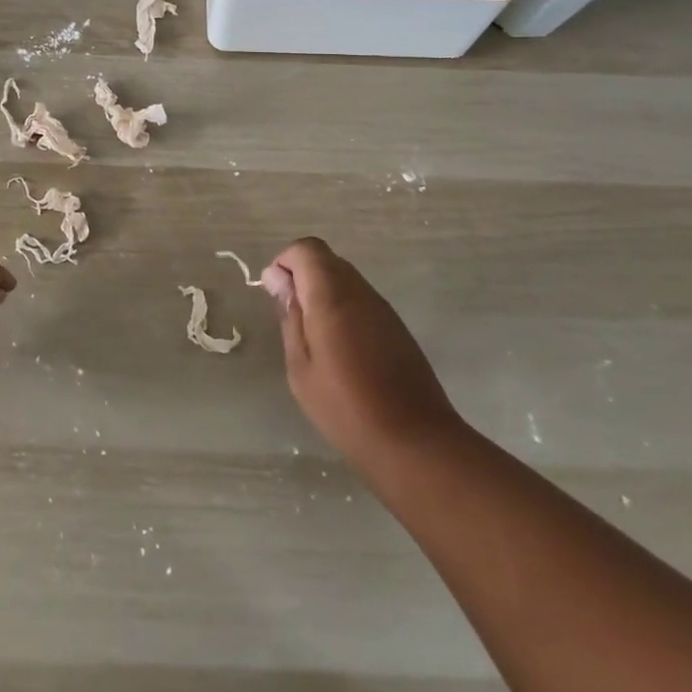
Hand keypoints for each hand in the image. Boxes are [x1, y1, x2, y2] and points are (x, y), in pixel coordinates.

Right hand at [263, 238, 461, 474]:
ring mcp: (383, 309)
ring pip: (346, 279)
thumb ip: (290, 316)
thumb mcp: (300, 366)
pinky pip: (362, 301)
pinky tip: (341, 352)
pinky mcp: (397, 327)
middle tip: (291, 320)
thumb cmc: (345, 407)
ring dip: (323, 294)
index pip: (307, 249)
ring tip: (314, 340)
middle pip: (327, 260)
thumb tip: (278, 279)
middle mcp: (360, 291)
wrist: (415, 442)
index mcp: (332, 295)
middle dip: (302, 277)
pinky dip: (344, 310)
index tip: (276, 295)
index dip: (285, 262)